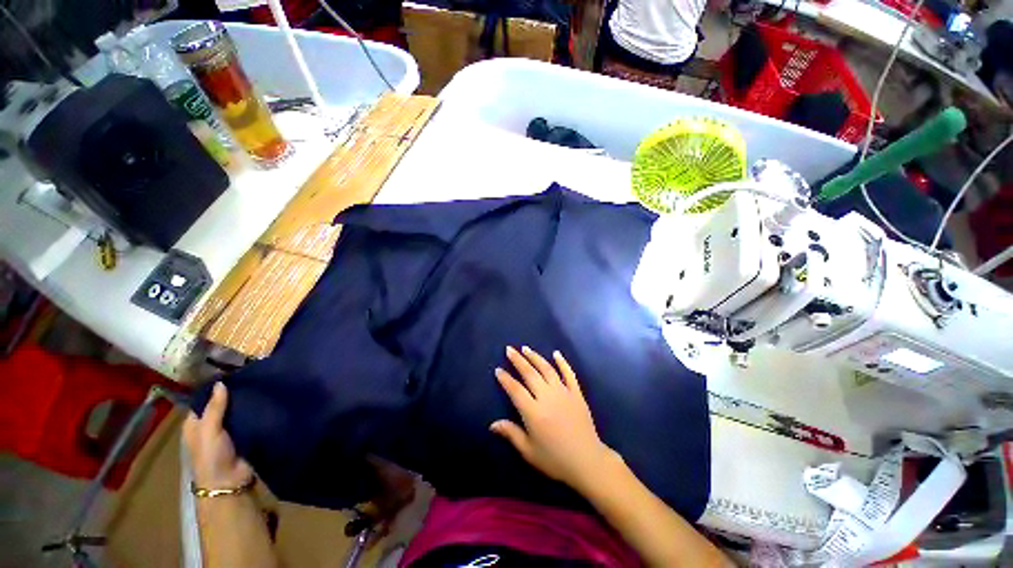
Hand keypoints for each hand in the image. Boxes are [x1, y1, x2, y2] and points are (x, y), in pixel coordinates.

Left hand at [183, 382, 254, 488]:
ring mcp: (229, 430)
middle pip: (222, 404)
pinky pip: (250, 419)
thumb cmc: (211, 456)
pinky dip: (256, 411)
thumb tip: (221, 383)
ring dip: (247, 402)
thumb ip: (215, 408)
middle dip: (234, 393)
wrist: (230, 481)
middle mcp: (211, 425)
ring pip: (238, 411)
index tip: (232, 373)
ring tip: (262, 384)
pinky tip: (267, 400)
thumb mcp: (209, 430)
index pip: (203, 400)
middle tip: (251, 376)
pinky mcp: (246, 434)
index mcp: (196, 424)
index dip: (214, 388)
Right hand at [491, 346, 618, 490]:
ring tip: (525, 348)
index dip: (505, 379)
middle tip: (509, 349)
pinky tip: (556, 353)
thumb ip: (511, 434)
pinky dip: (562, 362)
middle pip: (530, 373)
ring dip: (535, 357)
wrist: (587, 461)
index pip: (515, 389)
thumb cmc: (555, 459)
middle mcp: (547, 397)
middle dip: (518, 360)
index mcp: (533, 412)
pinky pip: (569, 374)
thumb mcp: (529, 451)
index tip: (498, 369)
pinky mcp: (576, 393)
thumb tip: (492, 424)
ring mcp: (563, 393)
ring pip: (547, 369)